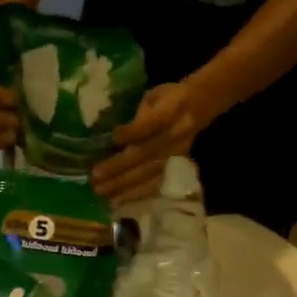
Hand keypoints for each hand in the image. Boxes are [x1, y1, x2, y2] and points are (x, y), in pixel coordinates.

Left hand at [91, 81, 203, 202]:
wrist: (200, 107)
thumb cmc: (169, 99)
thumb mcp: (154, 96)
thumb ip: (137, 114)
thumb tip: (112, 134)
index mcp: (171, 111)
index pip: (150, 124)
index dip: (132, 132)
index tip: (113, 138)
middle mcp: (175, 136)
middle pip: (145, 154)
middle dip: (119, 167)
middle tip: (95, 176)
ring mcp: (176, 155)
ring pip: (148, 173)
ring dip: (124, 185)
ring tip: (102, 191)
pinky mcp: (177, 168)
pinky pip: (155, 185)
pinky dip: (136, 194)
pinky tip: (118, 201)